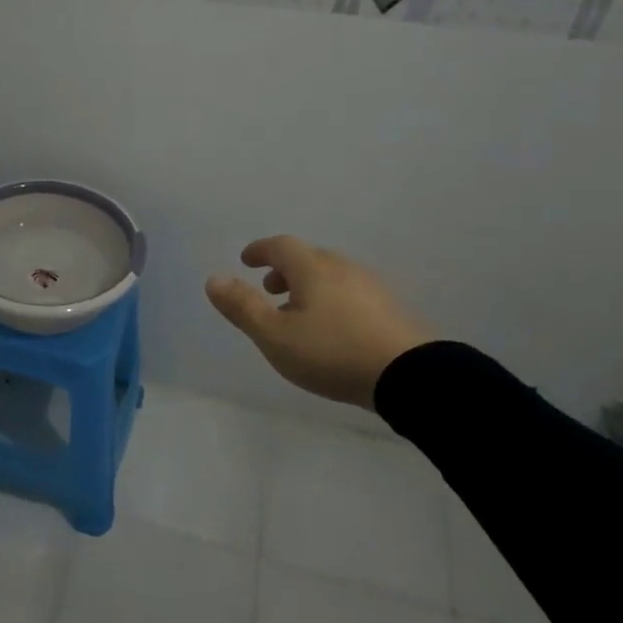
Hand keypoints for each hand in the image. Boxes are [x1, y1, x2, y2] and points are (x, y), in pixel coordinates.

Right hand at [206, 236, 433, 409]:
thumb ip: (242, 307)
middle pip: (308, 258)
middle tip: (269, 289)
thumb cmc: (331, 352)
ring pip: (331, 275)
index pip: (281, 246)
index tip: (246, 260)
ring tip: (297, 313)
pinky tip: (331, 327)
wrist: (409, 376)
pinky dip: (330, 299)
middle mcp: (343, 269)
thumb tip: (213, 278)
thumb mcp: (274, 335)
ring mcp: (371, 288)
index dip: (260, 250)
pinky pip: (350, 292)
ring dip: (308, 285)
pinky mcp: (390, 310)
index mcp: (312, 269)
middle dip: (284, 269)